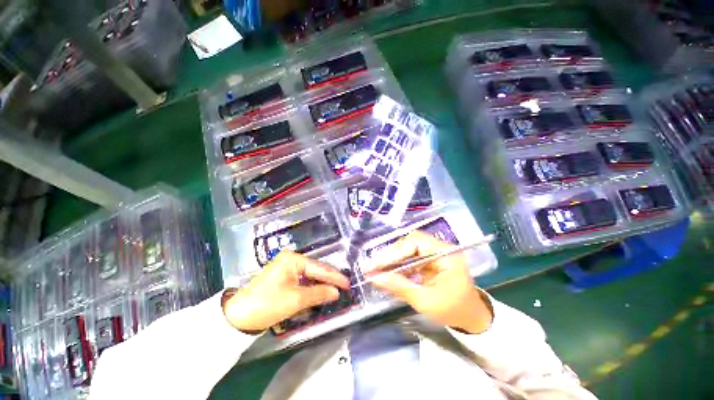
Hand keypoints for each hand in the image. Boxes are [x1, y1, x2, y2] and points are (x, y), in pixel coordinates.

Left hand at [223, 251, 349, 331]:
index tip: (348, 283)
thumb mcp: (296, 300)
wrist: (238, 316)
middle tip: (345, 286)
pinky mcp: (283, 276)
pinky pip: (302, 280)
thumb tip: (337, 292)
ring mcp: (286, 267)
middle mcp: (291, 259)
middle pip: (315, 270)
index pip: (319, 268)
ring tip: (336, 289)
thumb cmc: (268, 304)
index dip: (335, 277)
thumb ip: (319, 294)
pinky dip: (311, 287)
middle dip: (329, 279)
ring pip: (309, 275)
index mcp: (293, 259)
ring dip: (321, 283)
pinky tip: (320, 291)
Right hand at [369, 231, 492, 333]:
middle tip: (374, 267)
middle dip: (391, 255)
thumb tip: (374, 278)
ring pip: (407, 249)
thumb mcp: (425, 301)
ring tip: (376, 270)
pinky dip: (398, 265)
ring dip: (392, 260)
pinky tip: (387, 273)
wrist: (471, 319)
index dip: (395, 251)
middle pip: (410, 242)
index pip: (416, 242)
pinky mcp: (429, 260)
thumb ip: (399, 287)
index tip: (378, 264)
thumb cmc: (453, 311)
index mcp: (446, 254)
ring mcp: (434, 253)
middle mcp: (440, 248)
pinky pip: (410, 257)